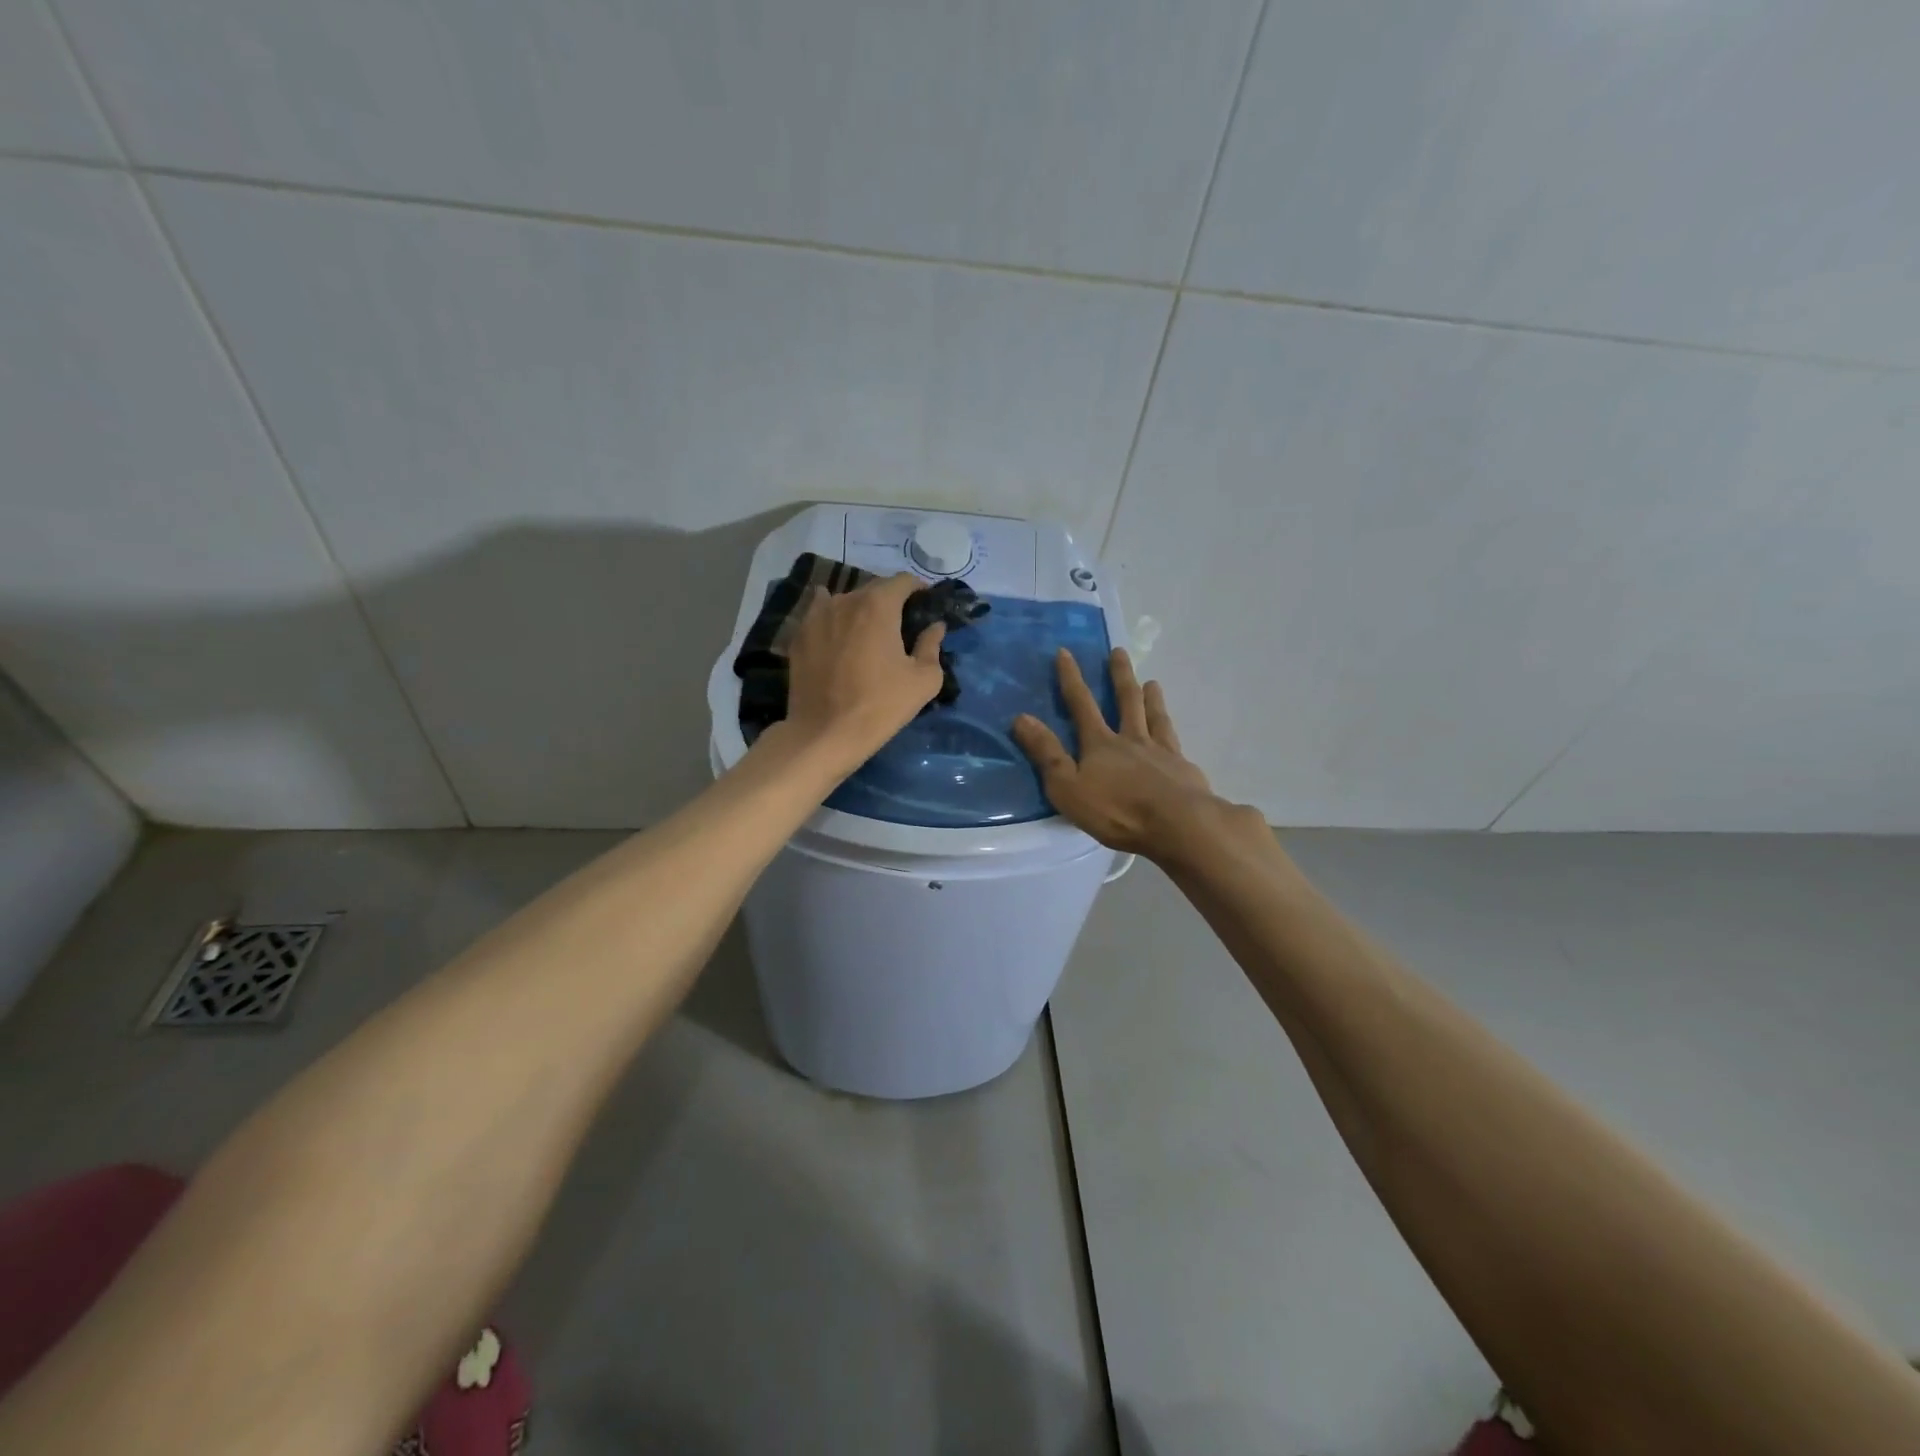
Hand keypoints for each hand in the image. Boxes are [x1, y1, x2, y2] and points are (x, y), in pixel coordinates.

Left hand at [781, 572, 946, 771]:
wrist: (824, 733)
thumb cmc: (880, 705)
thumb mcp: (923, 680)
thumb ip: (932, 646)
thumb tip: (935, 627)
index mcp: (878, 605)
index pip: (904, 581)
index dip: (919, 590)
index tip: (926, 606)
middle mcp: (845, 600)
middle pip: (873, 589)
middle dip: (890, 601)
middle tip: (900, 626)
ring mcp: (816, 615)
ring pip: (845, 601)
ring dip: (860, 610)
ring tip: (867, 633)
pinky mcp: (799, 635)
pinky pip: (819, 614)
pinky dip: (833, 618)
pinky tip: (837, 633)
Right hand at [1012, 648, 1220, 856]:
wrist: (1177, 824)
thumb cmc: (1117, 810)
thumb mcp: (1068, 787)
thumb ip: (1046, 753)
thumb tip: (1022, 718)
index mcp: (1100, 744)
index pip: (1081, 704)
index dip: (1071, 678)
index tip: (1065, 652)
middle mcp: (1131, 739)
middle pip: (1126, 700)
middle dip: (1119, 675)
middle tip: (1119, 652)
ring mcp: (1161, 752)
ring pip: (1154, 717)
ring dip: (1151, 698)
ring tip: (1152, 683)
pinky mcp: (1182, 769)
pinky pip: (1174, 742)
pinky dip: (1172, 731)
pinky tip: (1174, 733)